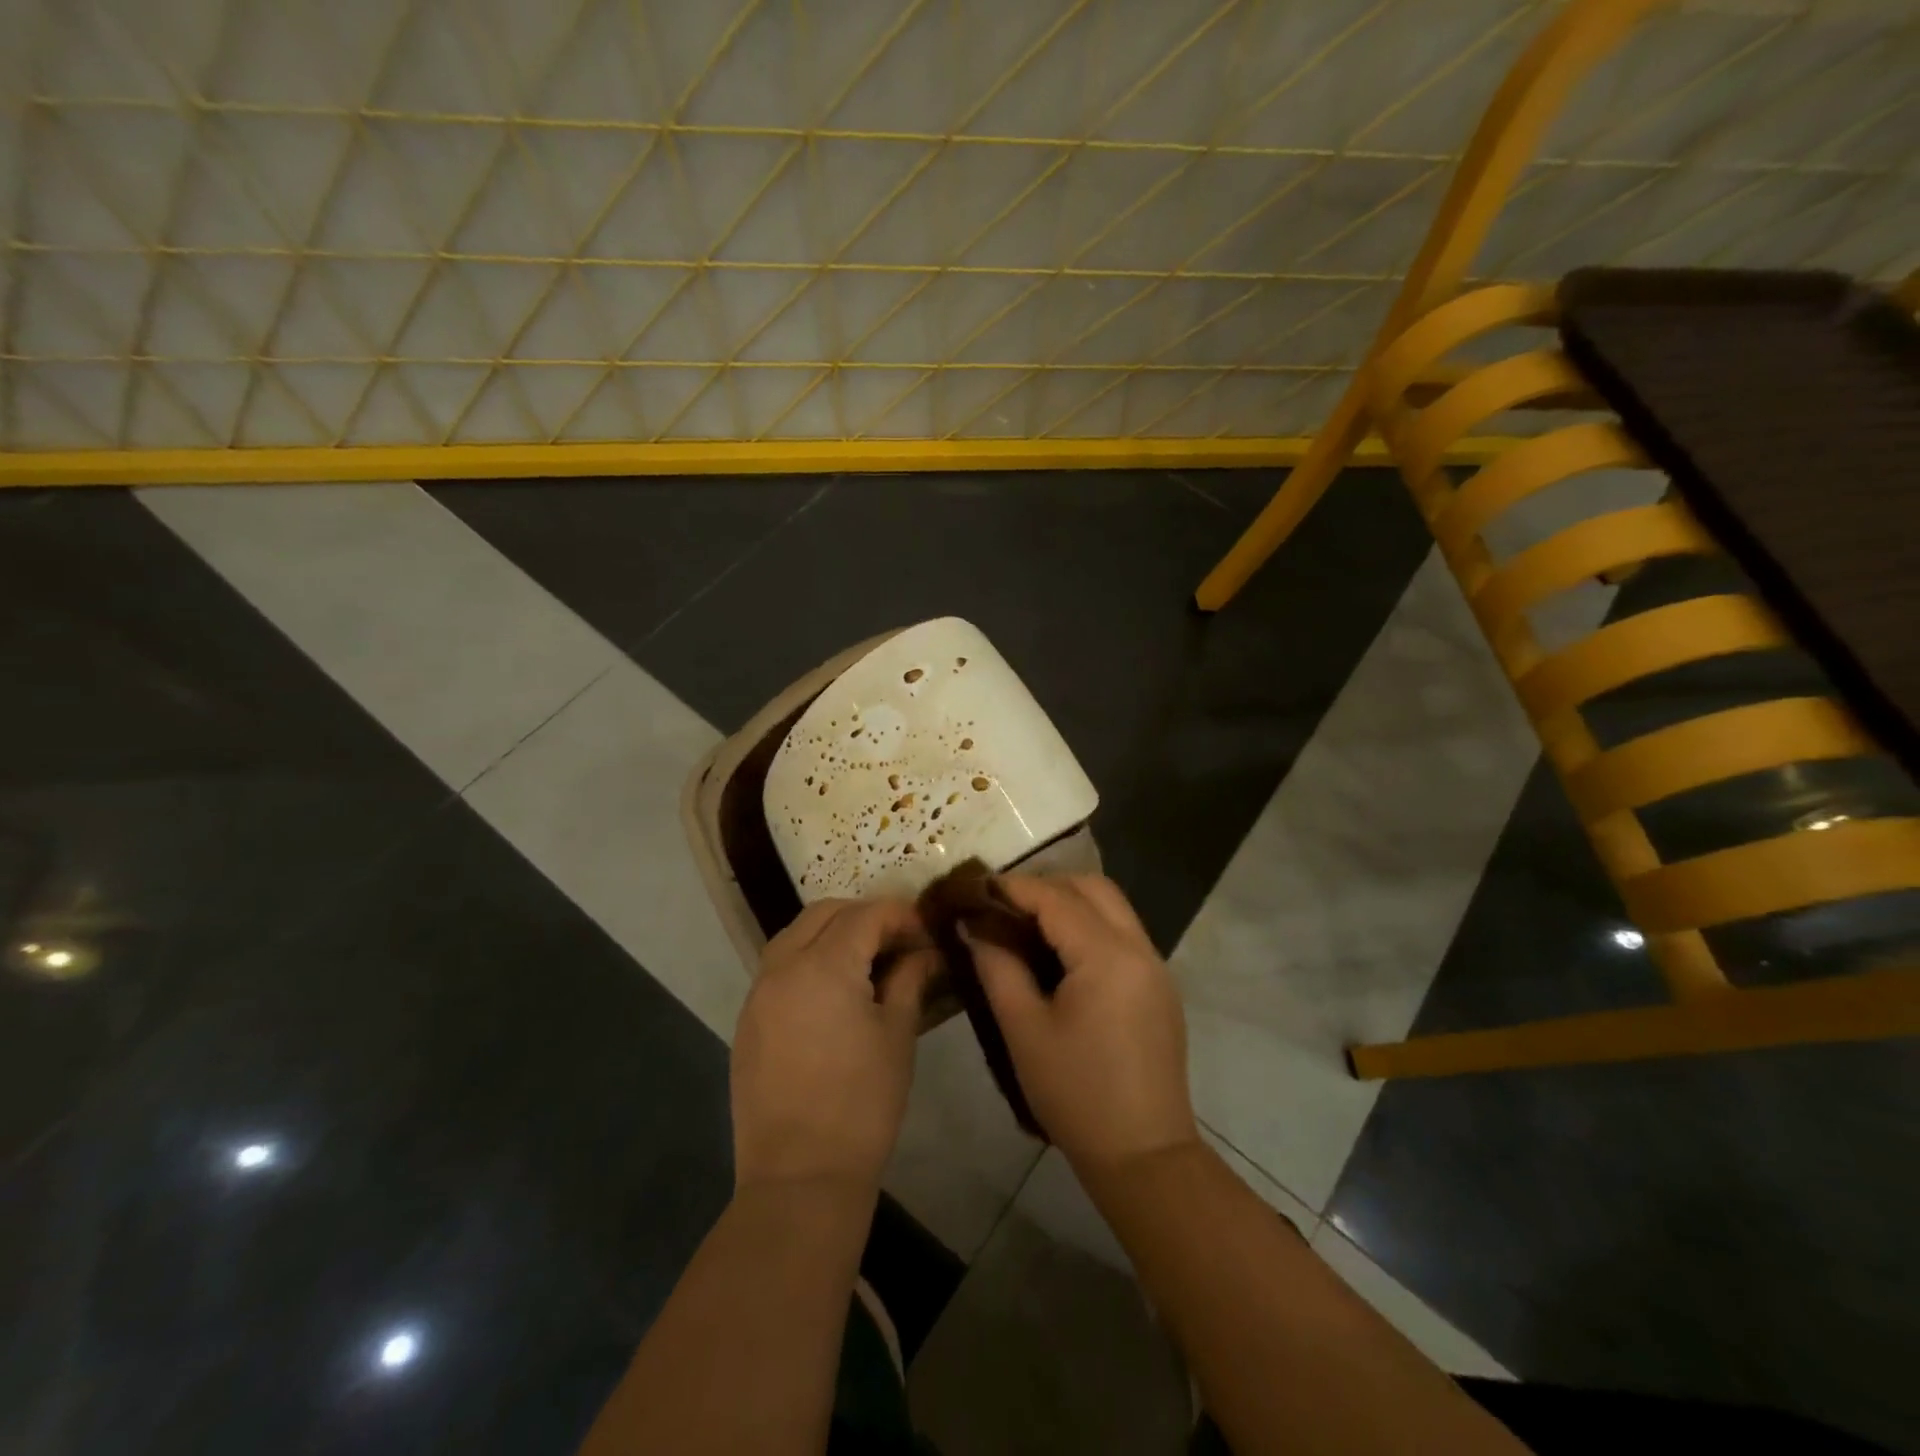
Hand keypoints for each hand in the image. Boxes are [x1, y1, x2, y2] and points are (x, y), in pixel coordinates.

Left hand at [731, 898, 934, 1192]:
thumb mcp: (897, 1035)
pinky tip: (834, 989)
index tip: (927, 930)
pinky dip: (808, 959)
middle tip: (899, 940)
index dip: (901, 914)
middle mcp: (782, 967)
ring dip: (832, 932)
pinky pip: (779, 966)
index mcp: (823, 966)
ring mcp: (758, 993)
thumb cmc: (862, 1104)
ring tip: (867, 959)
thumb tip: (925, 952)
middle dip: (865, 915)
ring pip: (795, 935)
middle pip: (824, 913)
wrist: (799, 1177)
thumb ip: (909, 980)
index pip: (866, 914)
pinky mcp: (747, 1019)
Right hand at [968, 875, 1197, 1173]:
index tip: (976, 887)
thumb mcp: (1024, 1030)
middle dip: (1047, 885)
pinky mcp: (1160, 988)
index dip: (1014, 888)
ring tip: (1025, 926)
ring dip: (1071, 904)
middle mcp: (1140, 949)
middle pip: (1094, 888)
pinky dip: (1090, 927)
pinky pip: (1123, 935)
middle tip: (1004, 905)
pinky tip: (1059, 955)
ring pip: (1112, 908)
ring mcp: (1156, 967)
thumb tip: (975, 926)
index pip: (1056, 898)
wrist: (1145, 1157)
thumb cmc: (1076, 1094)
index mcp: (1108, 956)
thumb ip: (997, 967)